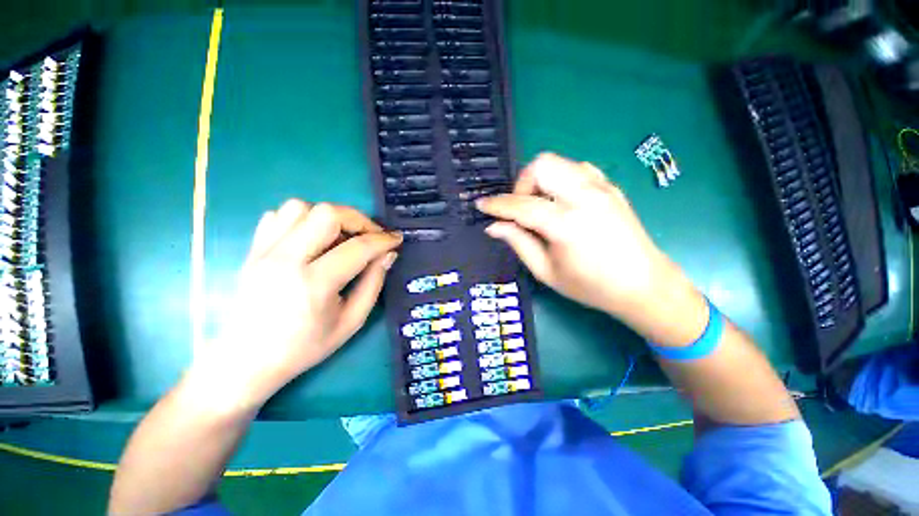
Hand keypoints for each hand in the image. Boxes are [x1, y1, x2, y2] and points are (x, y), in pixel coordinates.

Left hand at [190, 200, 401, 410]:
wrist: (246, 360)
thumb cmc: (304, 347)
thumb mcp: (351, 321)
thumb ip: (373, 283)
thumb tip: (387, 254)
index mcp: (314, 284)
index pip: (358, 247)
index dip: (383, 239)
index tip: (396, 239)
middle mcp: (285, 260)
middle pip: (327, 214)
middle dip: (359, 219)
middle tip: (370, 235)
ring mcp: (263, 251)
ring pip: (300, 207)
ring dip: (329, 217)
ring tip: (340, 237)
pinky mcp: (252, 250)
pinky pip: (278, 216)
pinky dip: (301, 219)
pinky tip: (311, 239)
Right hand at [477, 153, 706, 343]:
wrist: (643, 285)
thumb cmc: (591, 286)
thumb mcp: (546, 271)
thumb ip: (518, 243)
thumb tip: (494, 226)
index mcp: (566, 224)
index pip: (521, 205)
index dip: (496, 205)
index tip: (482, 205)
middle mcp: (585, 197)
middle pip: (541, 165)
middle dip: (522, 184)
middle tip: (521, 209)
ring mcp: (601, 188)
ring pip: (559, 162)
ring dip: (540, 180)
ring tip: (540, 207)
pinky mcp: (610, 187)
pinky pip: (577, 169)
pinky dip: (560, 180)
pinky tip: (561, 202)